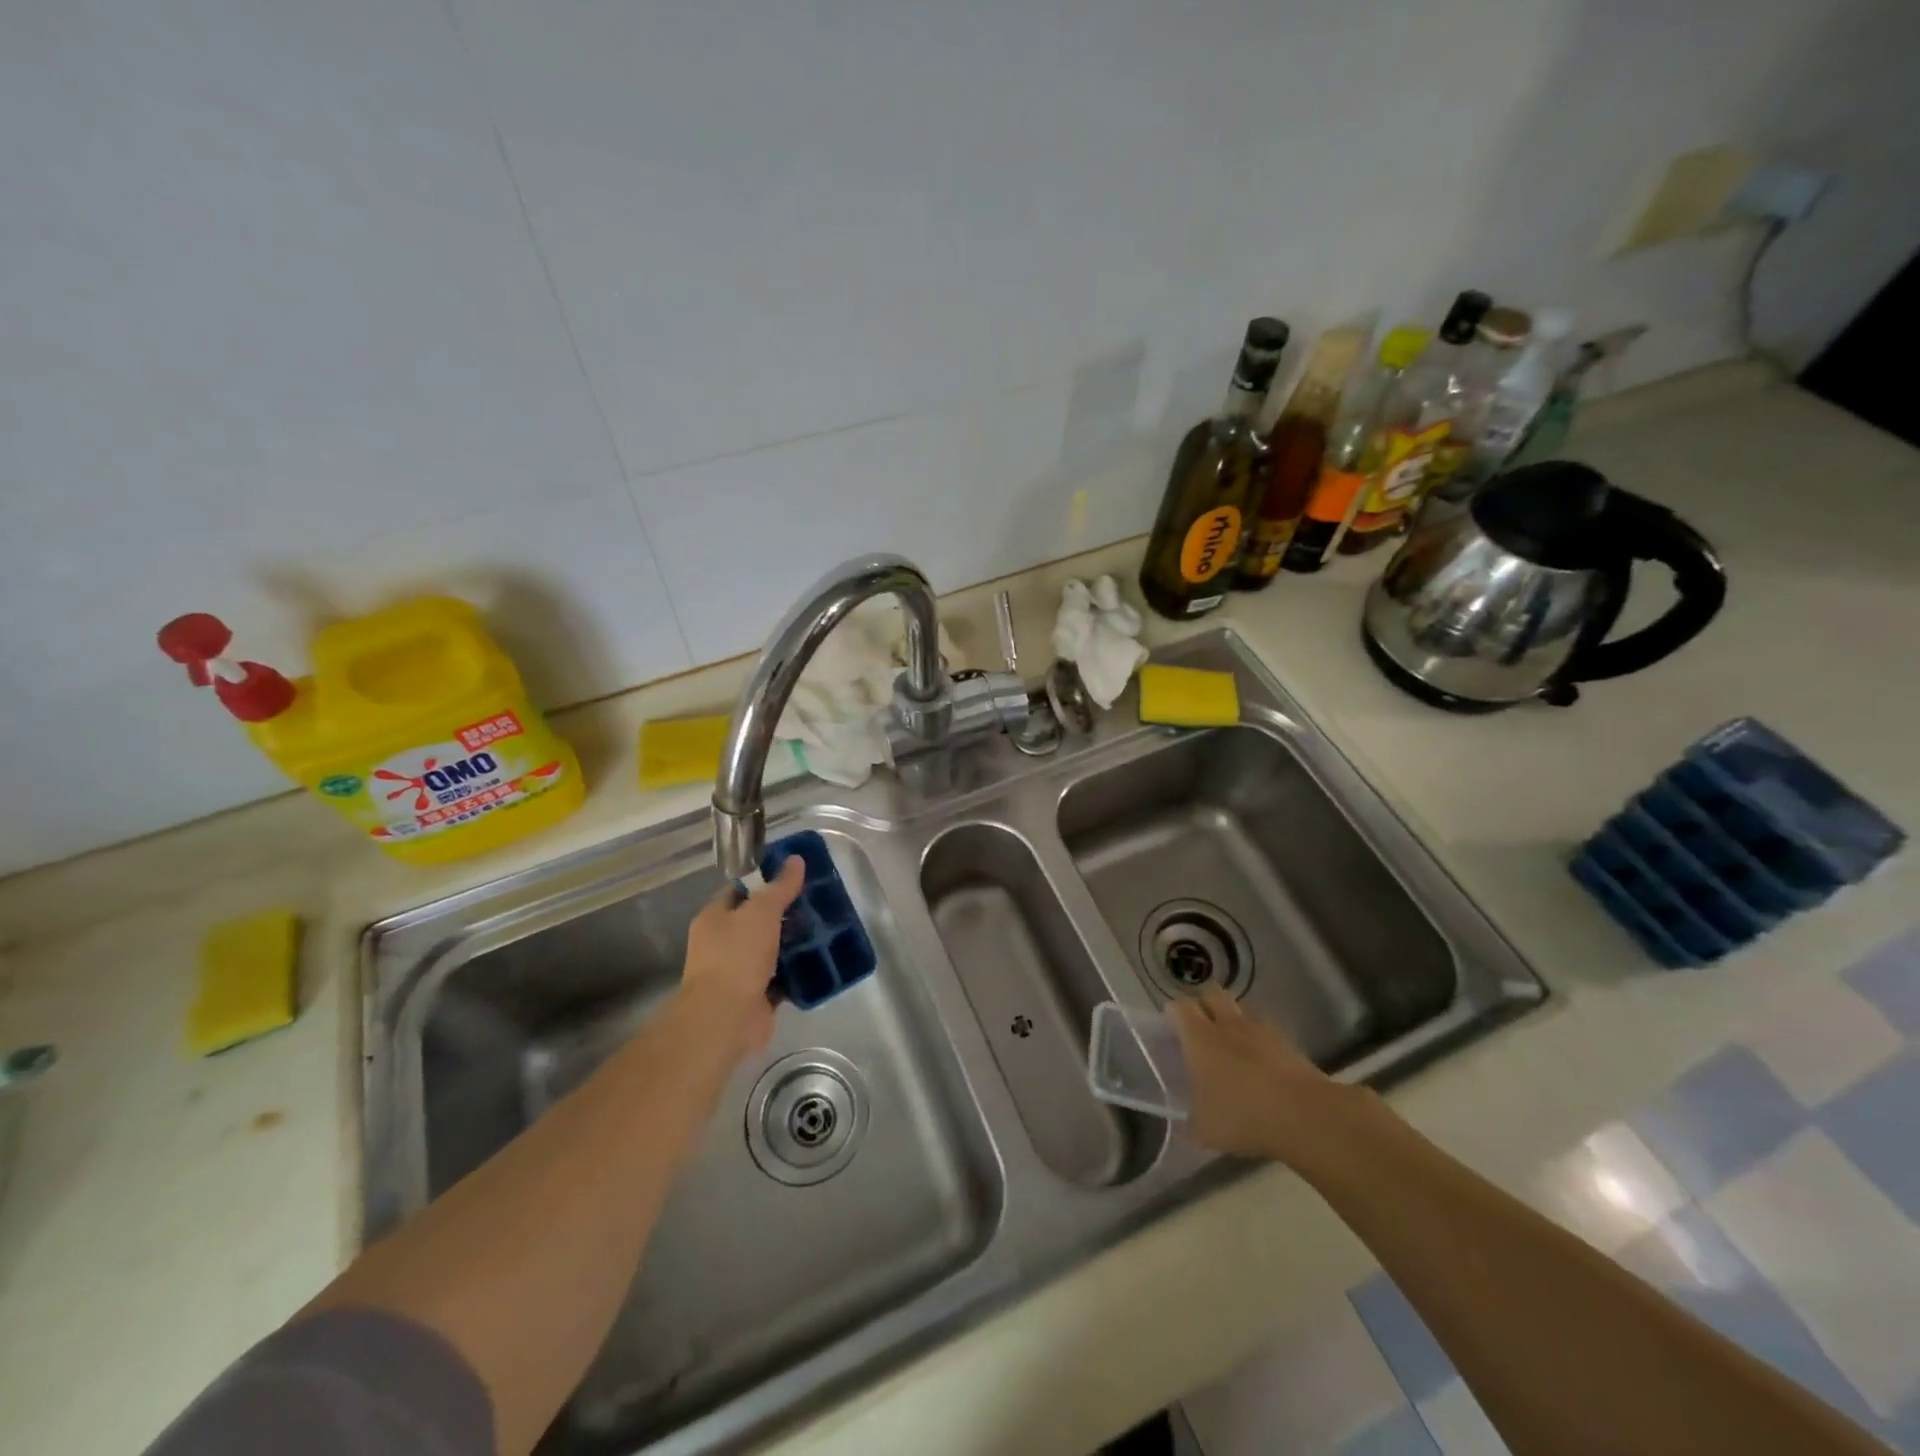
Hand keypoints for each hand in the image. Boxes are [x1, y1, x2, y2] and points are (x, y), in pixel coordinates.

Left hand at [676, 857, 805, 1059]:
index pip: (738, 891)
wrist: (726, 1018)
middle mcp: (722, 944)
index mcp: (714, 919)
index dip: (763, 882)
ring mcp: (738, 972)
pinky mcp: (756, 996)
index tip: (793, 876)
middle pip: (757, 921)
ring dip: (793, 943)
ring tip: (824, 929)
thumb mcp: (761, 911)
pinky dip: (797, 972)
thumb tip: (796, 859)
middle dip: (784, 913)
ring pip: (771, 950)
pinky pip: (781, 978)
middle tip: (815, 903)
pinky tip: (821, 960)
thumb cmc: (737, 955)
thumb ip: (780, 887)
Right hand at [1168, 988, 1358, 1164]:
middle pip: (1211, 995)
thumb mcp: (1204, 1129)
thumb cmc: (1243, 1116)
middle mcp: (1227, 1024)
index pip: (1179, 1008)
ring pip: (1241, 1008)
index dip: (1173, 1014)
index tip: (1171, 1030)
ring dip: (1234, 1018)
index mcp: (1199, 1037)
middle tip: (1201, 1028)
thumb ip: (1189, 1121)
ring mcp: (1260, 1030)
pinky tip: (1261, 1061)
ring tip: (1232, 1042)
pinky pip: (1266, 1030)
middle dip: (1204, 1004)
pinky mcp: (1288, 1043)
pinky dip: (1259, 1039)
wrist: (1304, 1116)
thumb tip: (1182, 1123)